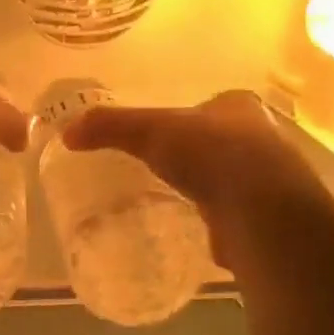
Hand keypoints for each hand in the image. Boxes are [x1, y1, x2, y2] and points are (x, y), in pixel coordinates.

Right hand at [63, 91, 331, 269]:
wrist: (260, 210)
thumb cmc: (210, 154)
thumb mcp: (150, 131)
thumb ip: (109, 127)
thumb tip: (67, 133)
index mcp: (238, 107)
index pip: (210, 106)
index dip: (186, 117)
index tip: (160, 136)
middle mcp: (261, 139)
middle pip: (219, 142)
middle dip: (195, 154)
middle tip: (161, 169)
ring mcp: (266, 181)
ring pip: (227, 178)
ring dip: (205, 188)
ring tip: (171, 200)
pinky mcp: (262, 219)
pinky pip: (229, 214)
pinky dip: (212, 219)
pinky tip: (191, 227)